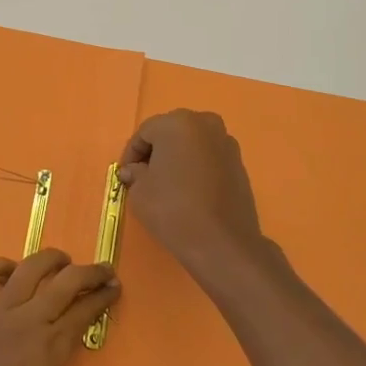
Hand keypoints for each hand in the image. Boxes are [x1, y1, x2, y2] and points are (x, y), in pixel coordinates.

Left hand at [0, 249, 118, 365]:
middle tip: (103, 270)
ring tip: (63, 260)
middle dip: (89, 272)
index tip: (115, 287)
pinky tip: (10, 268)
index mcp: (49, 350)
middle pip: (64, 283)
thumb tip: (47, 365)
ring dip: (51, 259)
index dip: (102, 298)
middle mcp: (25, 321)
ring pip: (28, 269)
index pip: (83, 313)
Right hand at [118, 110, 265, 279]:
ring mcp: (226, 142)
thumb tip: (133, 170)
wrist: (222, 242)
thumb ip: (134, 173)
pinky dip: (196, 167)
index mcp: (177, 123)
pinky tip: (189, 191)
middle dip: (155, 152)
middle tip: (144, 177)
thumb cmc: (173, 209)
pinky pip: (209, 158)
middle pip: (170, 133)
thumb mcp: (140, 191)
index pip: (144, 133)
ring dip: (177, 158)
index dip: (131, 154)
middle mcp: (204, 123)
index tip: (125, 176)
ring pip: (192, 144)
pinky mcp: (239, 163)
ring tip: (167, 185)